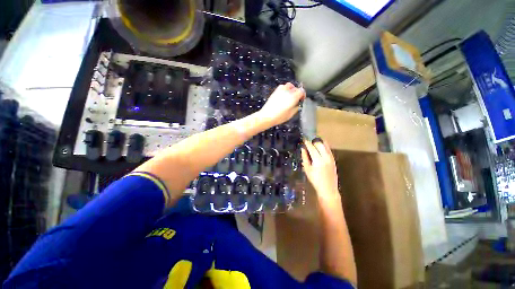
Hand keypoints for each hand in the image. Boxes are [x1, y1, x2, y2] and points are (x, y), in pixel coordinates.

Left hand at [259, 83, 304, 126]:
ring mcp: (281, 90)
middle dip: (298, 93)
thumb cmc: (279, 117)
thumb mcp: (291, 114)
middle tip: (296, 100)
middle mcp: (288, 91)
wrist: (266, 116)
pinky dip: (285, 89)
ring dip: (291, 89)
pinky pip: (282, 86)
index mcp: (293, 97)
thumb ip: (296, 108)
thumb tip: (298, 104)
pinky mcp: (275, 91)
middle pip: (296, 88)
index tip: (301, 101)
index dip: (303, 95)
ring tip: (290, 96)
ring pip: (289, 85)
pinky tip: (283, 95)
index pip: (302, 91)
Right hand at [301, 138, 340, 203]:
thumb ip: (305, 158)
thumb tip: (303, 149)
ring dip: (319, 143)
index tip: (304, 139)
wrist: (328, 188)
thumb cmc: (315, 180)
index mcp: (318, 160)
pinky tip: (321, 147)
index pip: (312, 147)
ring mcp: (331, 158)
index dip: (307, 143)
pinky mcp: (334, 160)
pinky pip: (329, 150)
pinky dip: (325, 147)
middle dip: (313, 142)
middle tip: (308, 143)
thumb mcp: (307, 169)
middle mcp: (325, 157)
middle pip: (319, 144)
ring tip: (314, 143)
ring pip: (325, 146)